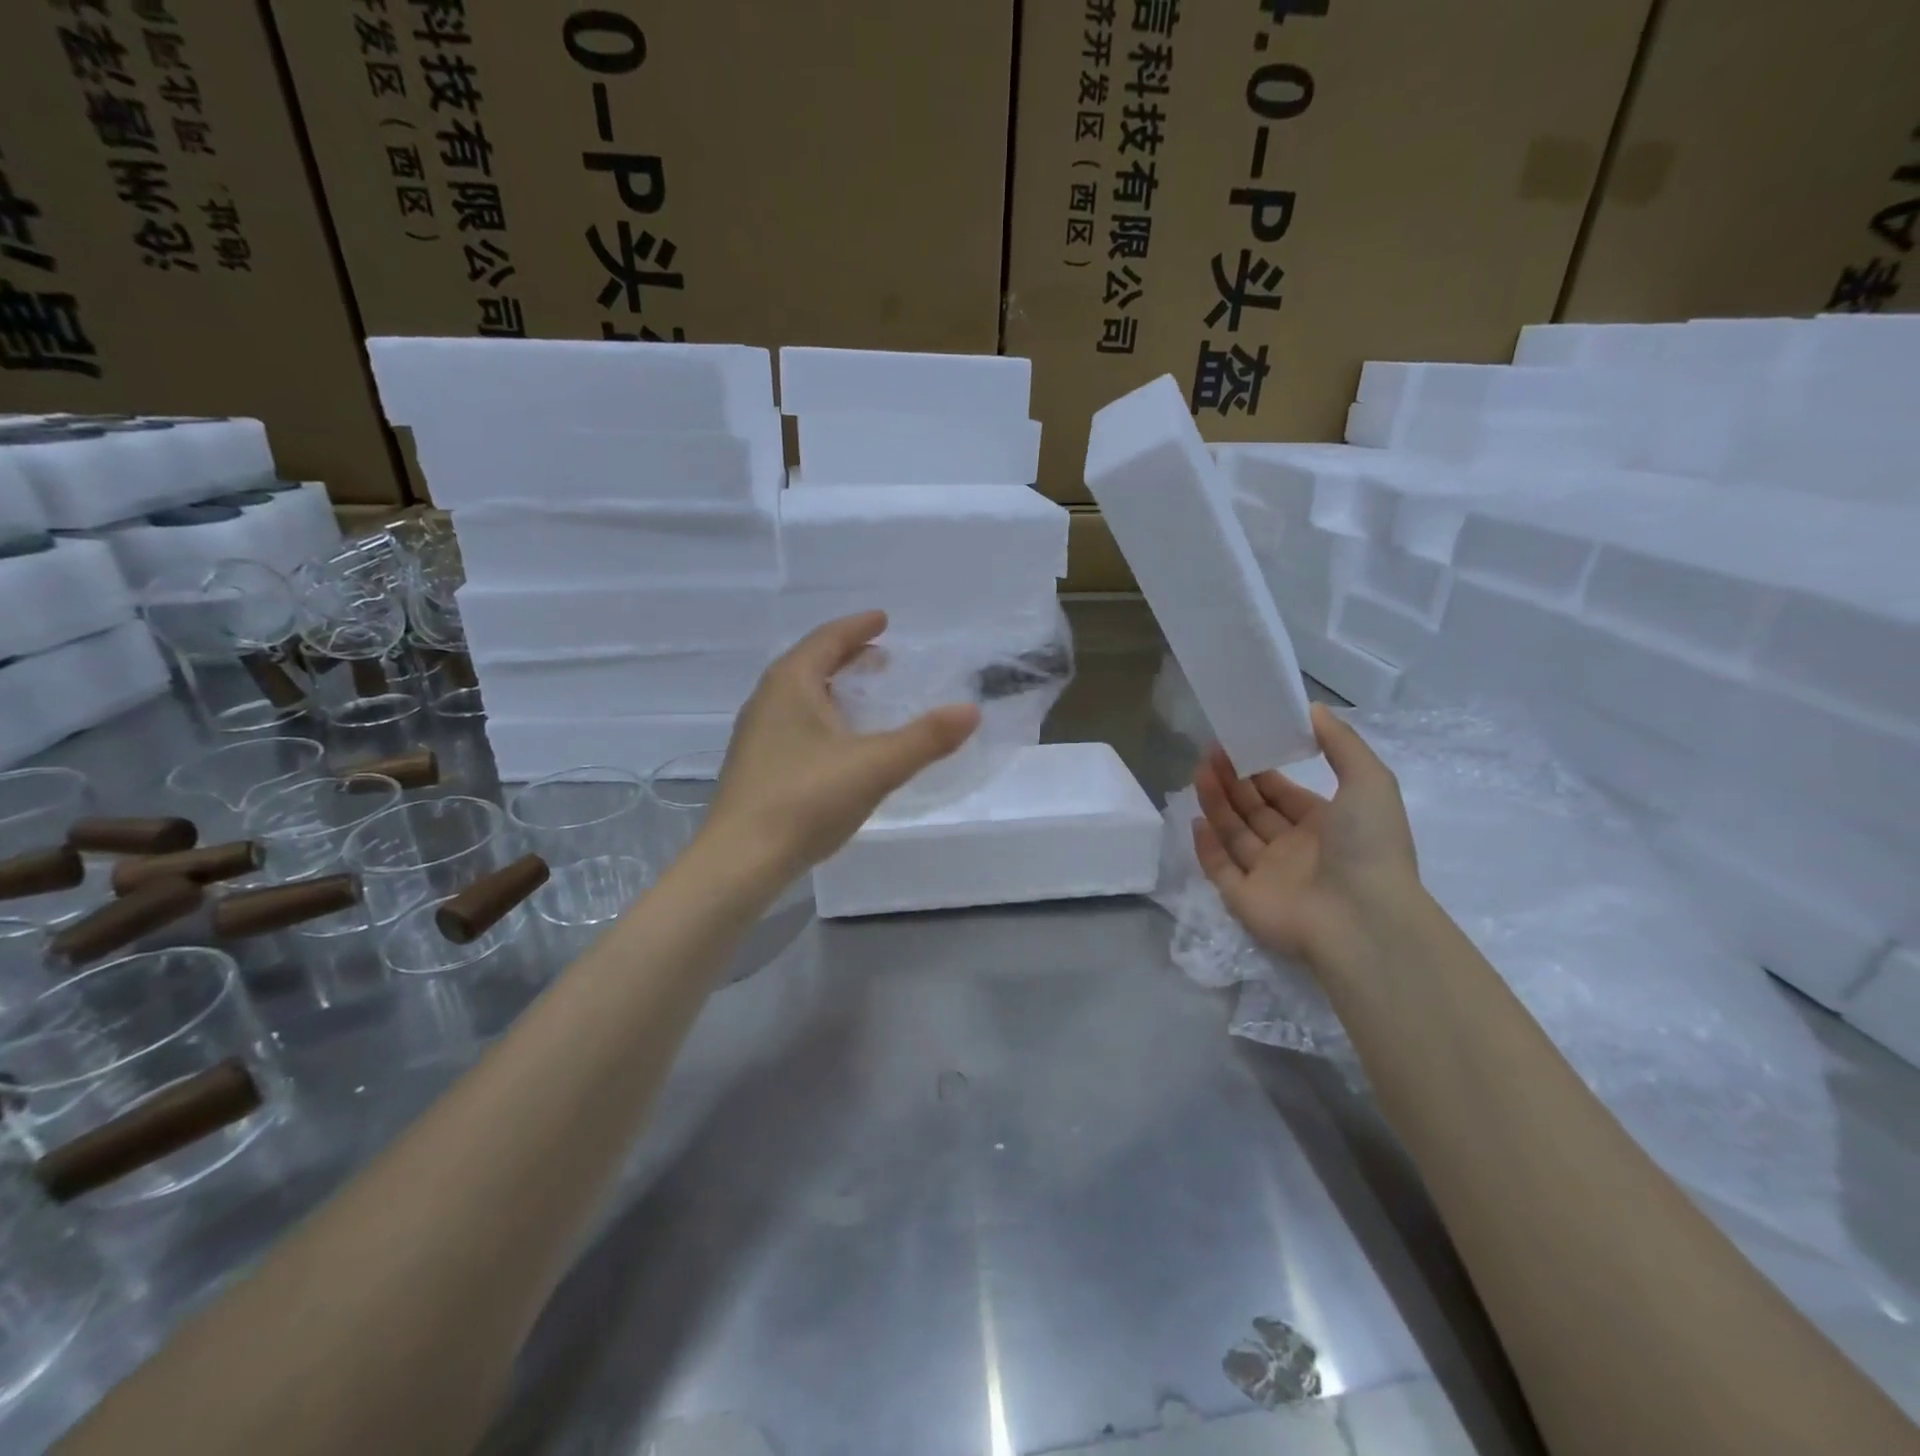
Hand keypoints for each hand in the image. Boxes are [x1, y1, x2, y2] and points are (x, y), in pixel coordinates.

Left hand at [704, 612, 980, 875]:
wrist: (740, 861)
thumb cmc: (806, 800)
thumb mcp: (875, 766)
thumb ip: (925, 738)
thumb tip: (971, 710)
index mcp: (791, 684)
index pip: (828, 638)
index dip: (858, 627)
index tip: (883, 619)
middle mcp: (767, 700)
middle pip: (811, 663)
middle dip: (847, 656)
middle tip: (882, 658)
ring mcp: (756, 734)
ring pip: (800, 695)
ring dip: (834, 687)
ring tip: (866, 697)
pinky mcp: (756, 766)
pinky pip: (794, 722)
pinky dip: (822, 716)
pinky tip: (839, 744)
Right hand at [1192, 704, 1422, 970]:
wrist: (1362, 917)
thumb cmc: (1367, 845)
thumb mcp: (1369, 780)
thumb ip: (1341, 743)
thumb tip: (1310, 709)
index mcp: (1325, 826)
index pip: (1284, 795)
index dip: (1262, 770)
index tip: (1239, 745)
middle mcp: (1295, 850)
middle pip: (1254, 811)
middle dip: (1233, 781)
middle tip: (1211, 753)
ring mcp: (1268, 877)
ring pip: (1234, 835)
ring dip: (1216, 804)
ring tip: (1199, 772)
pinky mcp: (1244, 899)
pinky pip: (1220, 869)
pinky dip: (1206, 847)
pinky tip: (1195, 820)